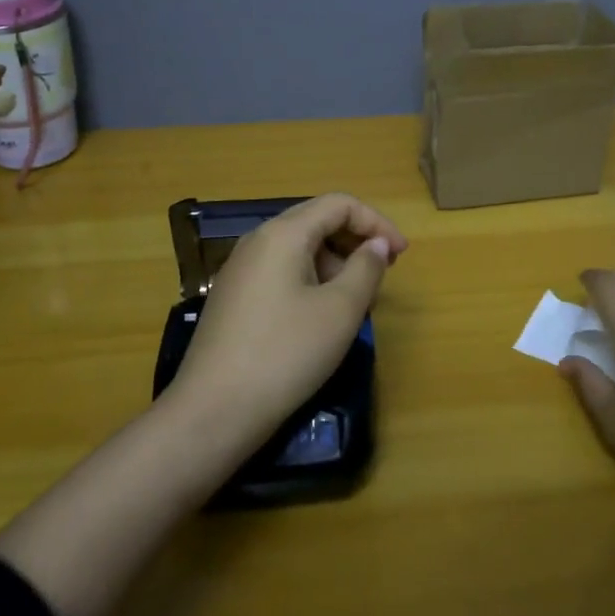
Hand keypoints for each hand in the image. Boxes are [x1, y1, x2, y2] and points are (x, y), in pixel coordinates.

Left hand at [168, 193, 407, 450]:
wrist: (212, 412)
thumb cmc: (285, 354)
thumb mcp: (339, 311)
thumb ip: (366, 269)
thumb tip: (376, 245)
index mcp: (283, 233)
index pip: (338, 204)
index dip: (376, 222)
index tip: (401, 254)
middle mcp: (257, 240)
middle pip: (316, 220)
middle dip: (355, 240)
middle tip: (383, 274)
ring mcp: (240, 269)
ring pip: (299, 248)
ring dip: (335, 263)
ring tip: (355, 302)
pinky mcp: (233, 297)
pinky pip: (281, 271)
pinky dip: (311, 279)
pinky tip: (321, 316)